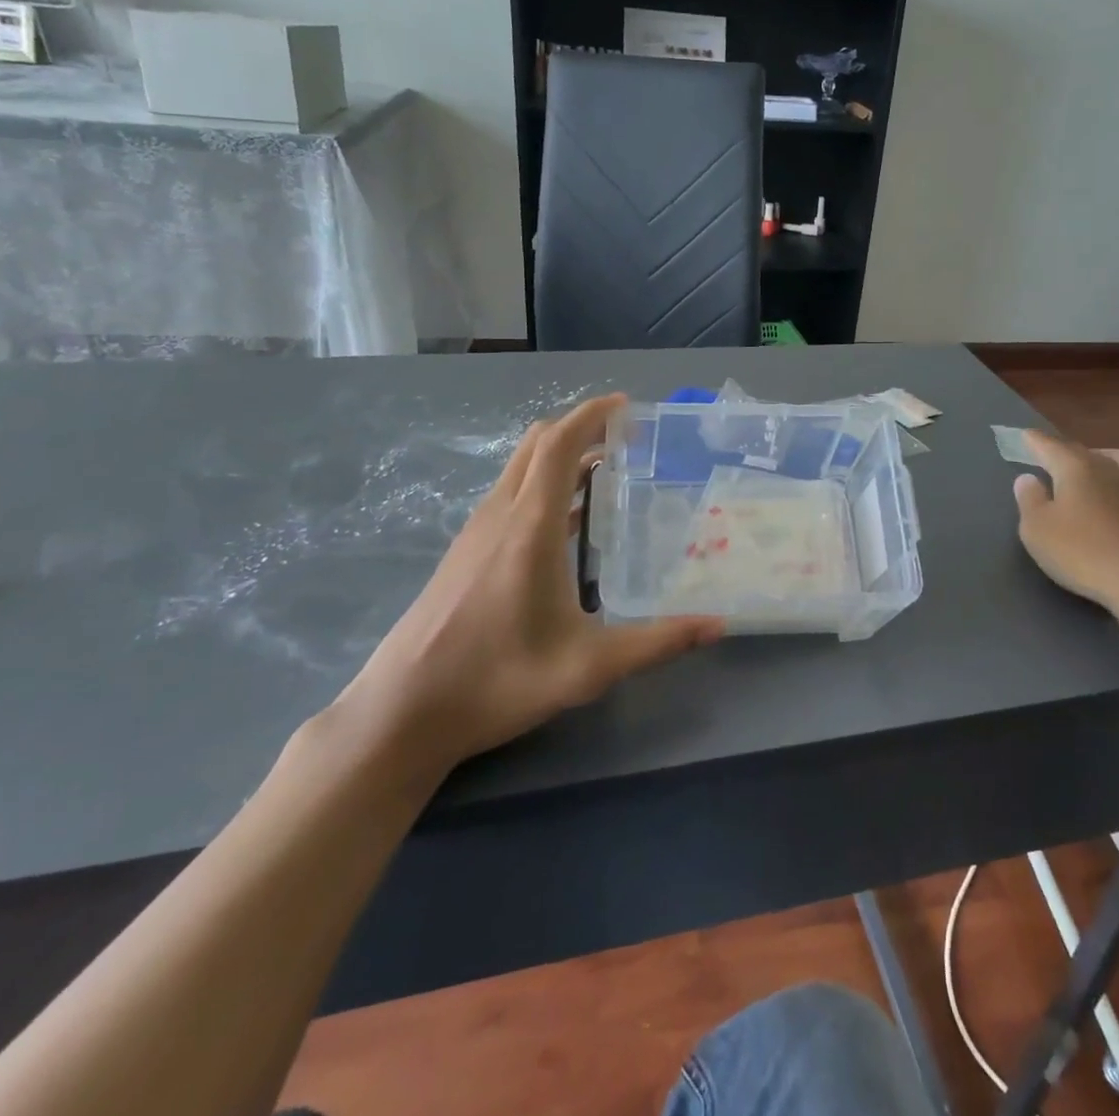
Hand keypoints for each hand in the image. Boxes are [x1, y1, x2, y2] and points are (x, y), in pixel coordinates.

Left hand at [334, 394, 721, 791]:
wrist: (402, 712)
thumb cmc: (497, 681)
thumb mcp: (588, 668)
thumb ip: (657, 643)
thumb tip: (717, 626)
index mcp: (529, 527)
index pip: (558, 445)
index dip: (591, 415)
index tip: (626, 405)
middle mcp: (500, 515)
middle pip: (536, 444)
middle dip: (579, 426)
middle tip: (624, 435)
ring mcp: (476, 531)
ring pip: (519, 467)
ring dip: (559, 454)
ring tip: (605, 470)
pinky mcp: (465, 551)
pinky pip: (510, 493)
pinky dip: (542, 482)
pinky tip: (566, 521)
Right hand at [1011, 432, 1118, 614]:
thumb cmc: (1081, 553)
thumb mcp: (1036, 529)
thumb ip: (1029, 499)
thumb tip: (1028, 478)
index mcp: (1075, 468)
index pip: (1050, 446)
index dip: (1036, 441)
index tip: (1026, 435)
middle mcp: (1110, 470)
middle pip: (1086, 452)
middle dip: (1068, 453)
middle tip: (1056, 461)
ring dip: (1110, 463)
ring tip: (1101, 472)